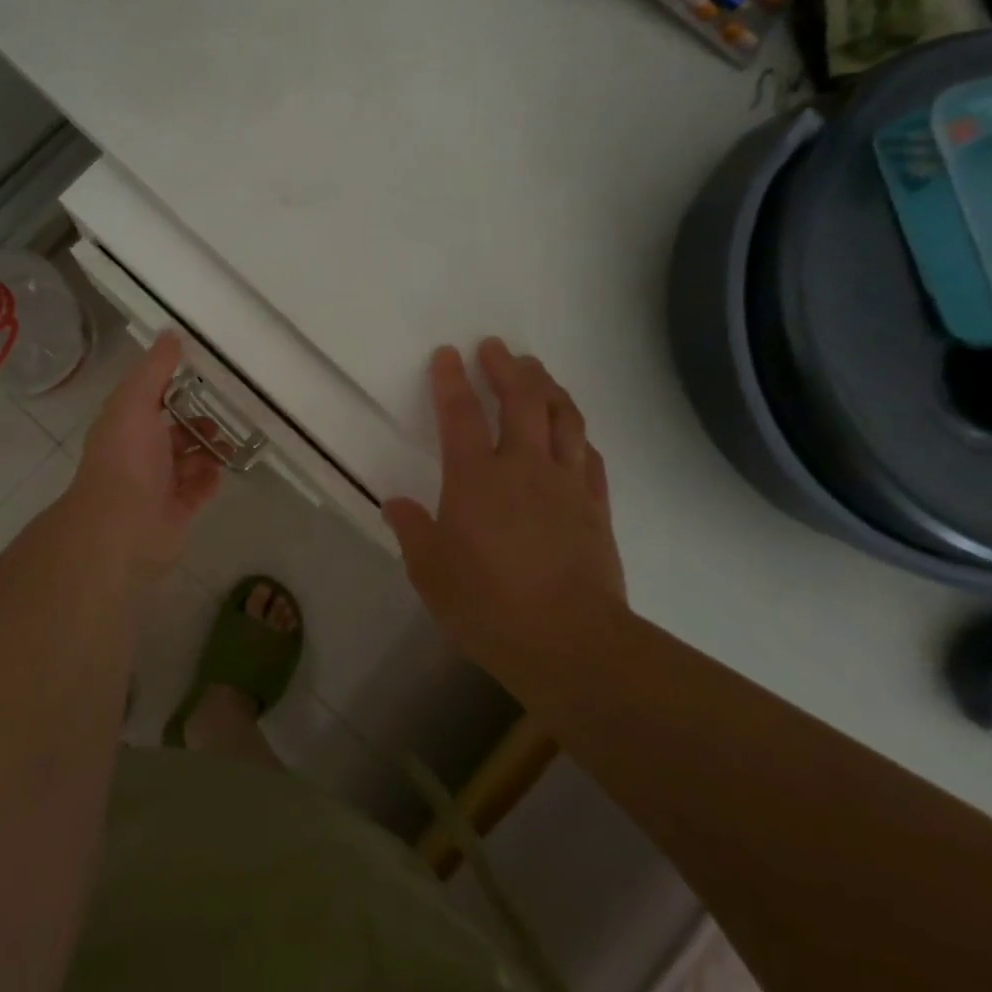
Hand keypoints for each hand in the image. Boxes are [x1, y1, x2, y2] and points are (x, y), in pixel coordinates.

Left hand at [64, 332, 222, 577]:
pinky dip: (209, 480)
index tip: (203, 376)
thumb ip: (155, 369)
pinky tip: (221, 471)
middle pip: (172, 433)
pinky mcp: (175, 512)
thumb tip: (171, 333)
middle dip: (197, 423)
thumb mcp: (136, 401)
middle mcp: (139, 454)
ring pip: (188, 462)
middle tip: (224, 416)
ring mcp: (157, 485)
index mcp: (125, 425)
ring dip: (208, 451)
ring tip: (229, 444)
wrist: (122, 525)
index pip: (149, 400)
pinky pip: (197, 491)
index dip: (172, 387)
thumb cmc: (126, 457)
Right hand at [383, 338, 625, 686]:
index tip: (448, 353)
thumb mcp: (431, 574)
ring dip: (547, 387)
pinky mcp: (596, 506)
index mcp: (475, 478)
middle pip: (521, 400)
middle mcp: (523, 467)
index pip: (460, 415)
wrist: (571, 643)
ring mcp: (566, 483)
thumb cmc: (489, 607)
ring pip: (563, 417)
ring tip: (536, 371)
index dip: (451, 380)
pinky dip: (576, 432)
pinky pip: (588, 454)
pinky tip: (571, 430)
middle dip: (507, 368)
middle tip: (497, 348)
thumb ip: (413, 532)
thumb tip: (396, 504)